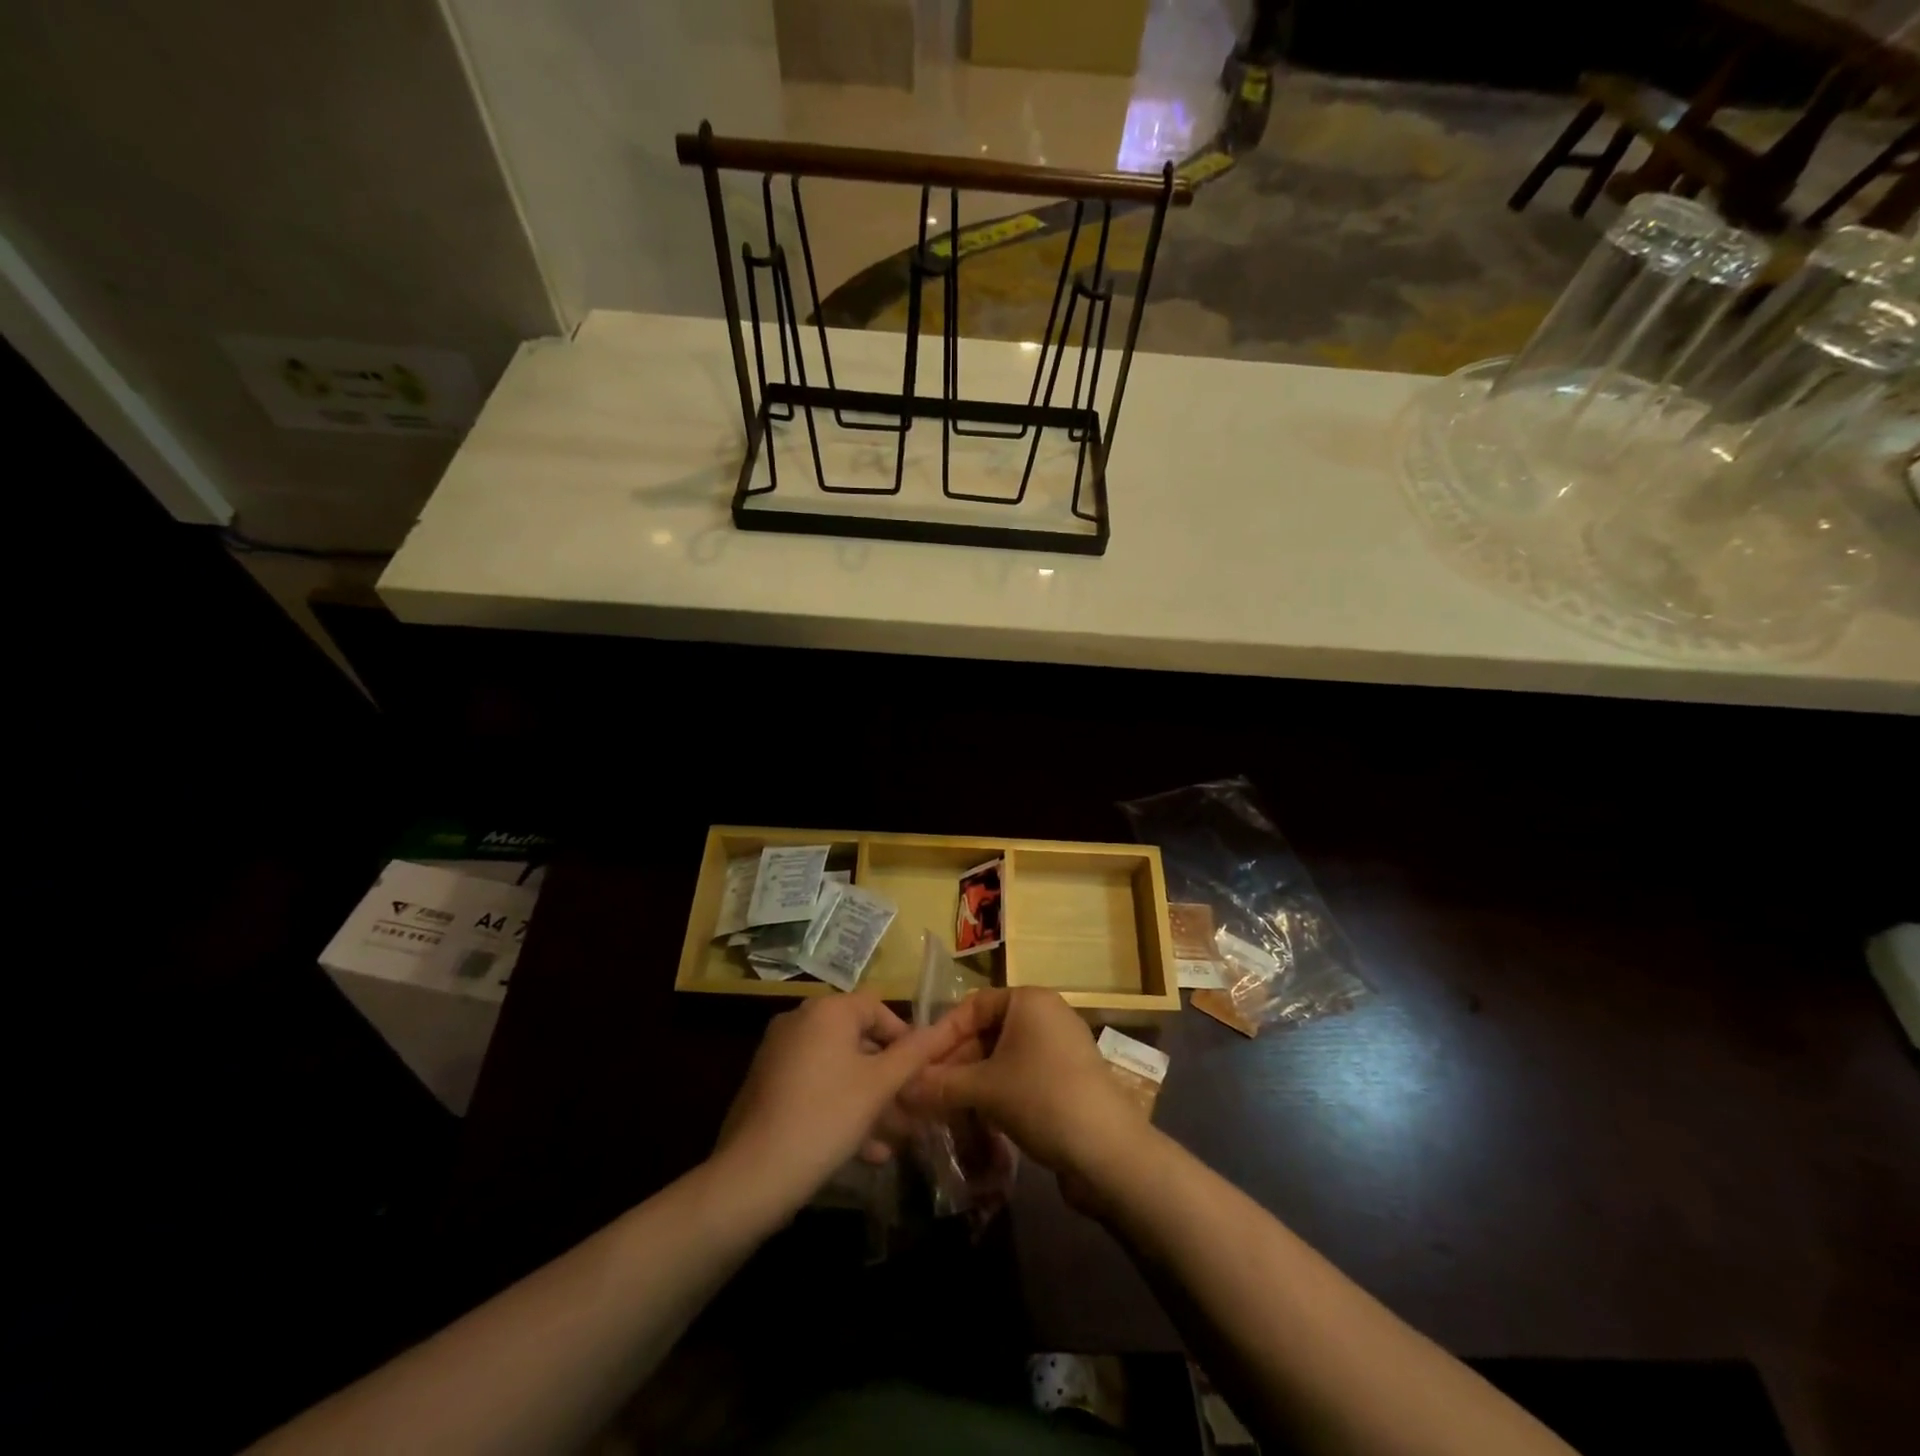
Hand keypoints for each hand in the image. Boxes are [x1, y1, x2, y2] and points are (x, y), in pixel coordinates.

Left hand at [713, 992, 966, 1217]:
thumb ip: (912, 1054)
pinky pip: (815, 1086)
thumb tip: (940, 1030)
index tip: (922, 1074)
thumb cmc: (826, 1117)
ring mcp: (779, 1053)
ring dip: (869, 1099)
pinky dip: (840, 1107)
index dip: (905, 1038)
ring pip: (838, 1069)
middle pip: (858, 1040)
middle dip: (889, 1076)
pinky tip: (865, 1151)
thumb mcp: (879, 1086)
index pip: (878, 1008)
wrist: (752, 1175)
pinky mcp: (767, 1085)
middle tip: (912, 1110)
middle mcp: (800, 1021)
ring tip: (895, 1138)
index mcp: (827, 1010)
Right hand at [905, 988, 1144, 1187]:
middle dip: (954, 1063)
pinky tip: (976, 1118)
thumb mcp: (985, 1090)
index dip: (941, 1035)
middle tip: (924, 1094)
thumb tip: (899, 1089)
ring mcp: (1058, 1047)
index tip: (916, 1066)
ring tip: (943, 1110)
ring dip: (972, 1082)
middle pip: (986, 1032)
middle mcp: (1045, 1015)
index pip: (971, 1006)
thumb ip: (940, 1085)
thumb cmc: (1043, 1099)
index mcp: (1028, 1000)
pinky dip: (997, 1092)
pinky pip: (1020, 1075)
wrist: (1110, 1153)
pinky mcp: (1066, 1079)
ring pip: (1001, 1058)